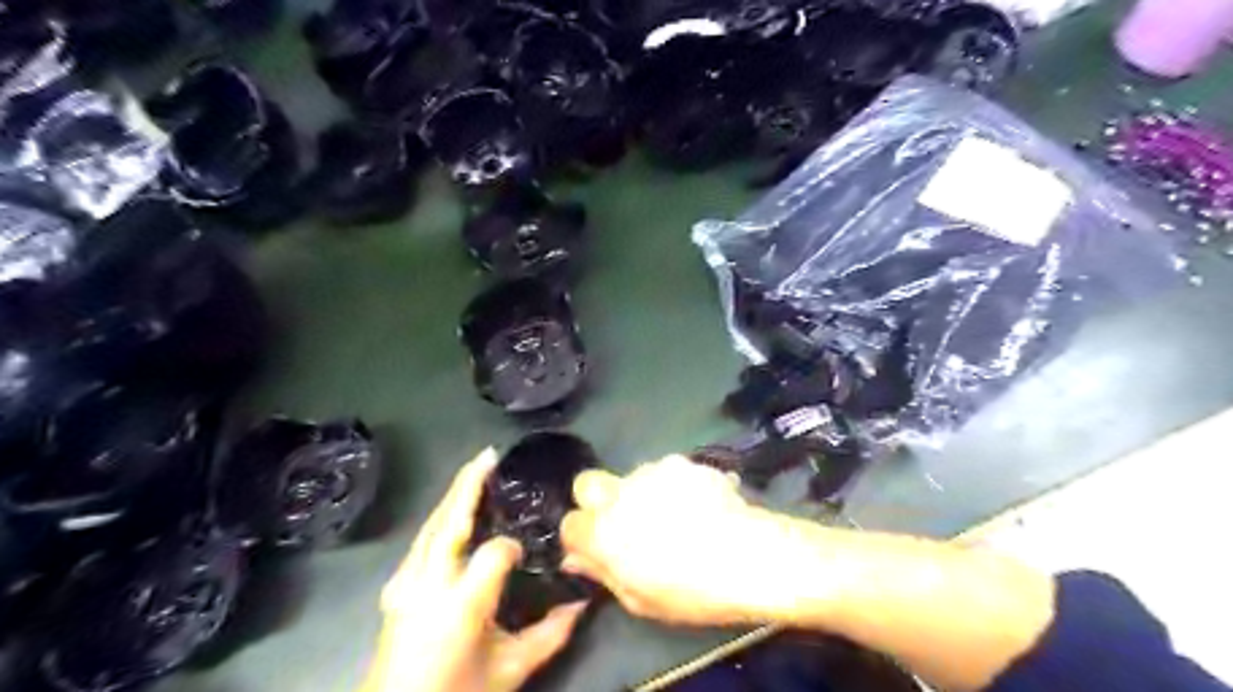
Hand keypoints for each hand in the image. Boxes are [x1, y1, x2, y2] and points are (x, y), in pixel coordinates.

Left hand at [361, 450, 585, 691]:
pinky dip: (440, 517)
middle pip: (449, 521)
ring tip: (475, 470)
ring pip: (431, 525)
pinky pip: (421, 540)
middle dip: (469, 484)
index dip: (512, 547)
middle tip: (489, 455)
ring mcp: (403, 583)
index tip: (527, 552)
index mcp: (460, 604)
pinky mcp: (394, 588)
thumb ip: (550, 635)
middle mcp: (427, 584)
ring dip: (453, 495)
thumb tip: (583, 604)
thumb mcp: (510, 669)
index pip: (494, 553)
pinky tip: (451, 510)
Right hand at [561, 455, 810, 626]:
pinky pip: (667, 472)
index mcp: (603, 532)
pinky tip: (698, 504)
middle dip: (595, 498)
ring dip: (641, 492)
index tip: (596, 546)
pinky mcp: (682, 461)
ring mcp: (652, 472)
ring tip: (675, 515)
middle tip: (622, 519)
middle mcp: (619, 494)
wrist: (749, 555)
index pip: (569, 523)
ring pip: (632, 476)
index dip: (581, 535)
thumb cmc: (693, 591)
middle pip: (587, 482)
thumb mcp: (641, 599)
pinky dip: (674, 485)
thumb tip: (575, 560)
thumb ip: (603, 573)